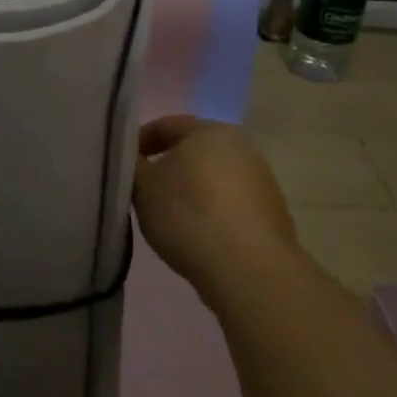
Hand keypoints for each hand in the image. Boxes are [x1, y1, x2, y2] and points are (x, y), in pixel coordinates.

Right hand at [134, 116, 298, 308]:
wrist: (249, 270)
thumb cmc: (188, 215)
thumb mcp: (143, 187)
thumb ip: (132, 164)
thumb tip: (132, 156)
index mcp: (210, 131)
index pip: (167, 125)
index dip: (140, 141)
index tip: (124, 163)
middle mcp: (242, 147)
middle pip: (194, 150)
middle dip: (169, 166)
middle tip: (145, 189)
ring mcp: (262, 181)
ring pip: (214, 178)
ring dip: (192, 190)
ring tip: (171, 217)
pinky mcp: (272, 214)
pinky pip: (231, 204)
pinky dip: (212, 212)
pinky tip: (199, 235)